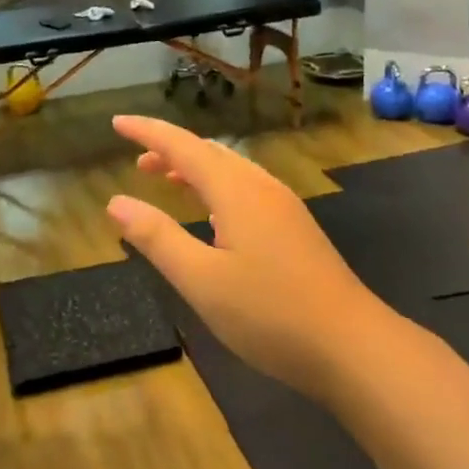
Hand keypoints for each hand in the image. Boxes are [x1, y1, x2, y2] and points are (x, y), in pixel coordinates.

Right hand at [105, 115, 386, 400]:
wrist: (353, 346)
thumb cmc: (270, 313)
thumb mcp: (202, 280)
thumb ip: (157, 238)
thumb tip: (116, 202)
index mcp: (235, 190)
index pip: (182, 146)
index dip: (147, 132)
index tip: (117, 122)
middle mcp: (260, 187)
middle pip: (208, 153)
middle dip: (170, 151)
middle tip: (137, 162)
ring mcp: (283, 206)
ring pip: (230, 171)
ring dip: (194, 169)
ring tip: (166, 181)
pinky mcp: (295, 228)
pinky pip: (245, 189)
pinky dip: (216, 189)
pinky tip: (212, 216)